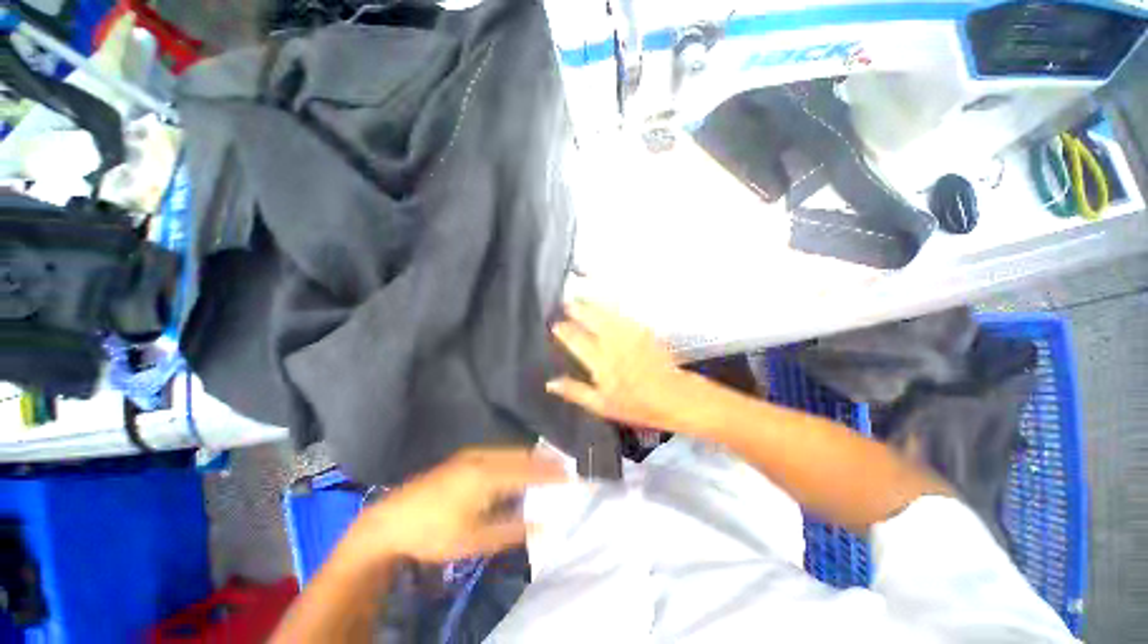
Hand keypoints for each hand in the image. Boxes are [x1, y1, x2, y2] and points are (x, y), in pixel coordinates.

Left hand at [341, 449, 567, 565]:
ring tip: (546, 468)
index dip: (551, 473)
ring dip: (529, 459)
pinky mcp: (464, 457)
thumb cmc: (433, 534)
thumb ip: (513, 530)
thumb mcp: (475, 539)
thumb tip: (543, 523)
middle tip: (564, 469)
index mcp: (486, 475)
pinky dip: (514, 459)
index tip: (571, 476)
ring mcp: (471, 454)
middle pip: (521, 455)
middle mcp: (482, 457)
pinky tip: (517, 469)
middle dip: (544, 461)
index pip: (528, 471)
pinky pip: (498, 453)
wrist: (389, 521)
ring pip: (510, 452)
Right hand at [547, 299, 692, 429]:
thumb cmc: (636, 405)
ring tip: (582, 297)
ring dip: (592, 304)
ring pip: (606, 313)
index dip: (564, 331)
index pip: (576, 340)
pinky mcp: (642, 330)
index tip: (555, 324)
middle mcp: (612, 343)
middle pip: (591, 320)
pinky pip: (624, 314)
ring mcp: (629, 334)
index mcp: (599, 362)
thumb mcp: (601, 406)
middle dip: (577, 309)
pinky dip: (613, 307)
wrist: (673, 395)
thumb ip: (575, 391)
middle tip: (567, 302)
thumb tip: (550, 382)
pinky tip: (607, 303)